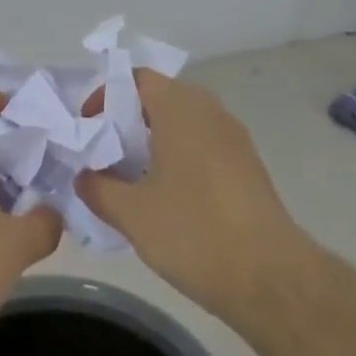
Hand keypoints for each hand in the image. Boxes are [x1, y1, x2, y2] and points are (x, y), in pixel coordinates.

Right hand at [76, 70, 306, 320]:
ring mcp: (234, 138)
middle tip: (107, 152)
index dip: (107, 95)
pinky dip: (181, 157)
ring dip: (156, 140)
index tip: (90, 127)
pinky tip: (169, 197)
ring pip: (185, 122)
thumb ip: (98, 188)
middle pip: (162, 97)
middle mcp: (210, 112)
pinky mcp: (249, 166)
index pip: (138, 78)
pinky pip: (205, 145)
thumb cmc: (194, 231)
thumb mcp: (131, 213)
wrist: (270, 276)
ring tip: (133, 177)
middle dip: (130, 120)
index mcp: (180, 109)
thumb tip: (84, 176)